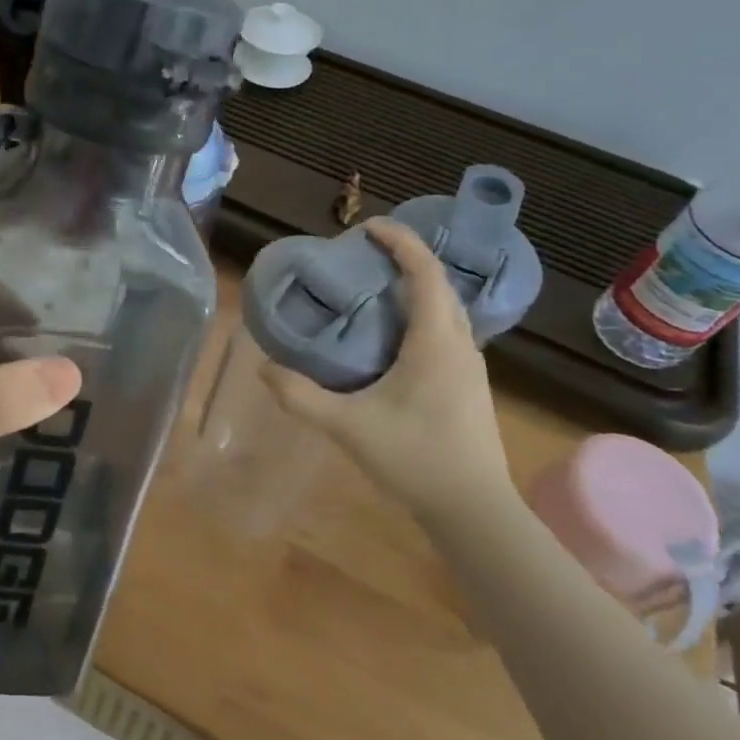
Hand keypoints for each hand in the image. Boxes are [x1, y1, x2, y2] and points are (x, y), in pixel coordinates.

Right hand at [259, 218, 512, 525]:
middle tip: (364, 256)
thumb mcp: (348, 427)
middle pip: (438, 284)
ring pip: (446, 308)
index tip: (368, 228)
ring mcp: (470, 365)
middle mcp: (460, 344)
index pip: (424, 272)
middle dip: (405, 259)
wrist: (475, 511)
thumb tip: (264, 368)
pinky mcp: (469, 384)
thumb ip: (302, 397)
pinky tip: (394, 336)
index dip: (400, 241)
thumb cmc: (416, 459)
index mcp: (435, 341)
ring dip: (416, 287)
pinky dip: (422, 313)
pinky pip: (447, 330)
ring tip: (375, 288)